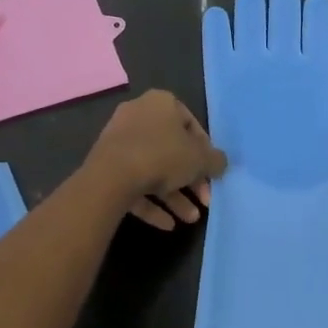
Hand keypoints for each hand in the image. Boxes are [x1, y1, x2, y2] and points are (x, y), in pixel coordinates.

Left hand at [86, 90, 226, 228]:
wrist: (111, 175)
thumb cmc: (162, 155)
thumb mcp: (200, 159)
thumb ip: (215, 160)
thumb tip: (221, 163)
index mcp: (162, 102)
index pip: (191, 124)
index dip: (205, 151)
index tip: (212, 173)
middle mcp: (139, 114)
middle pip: (171, 148)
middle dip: (190, 179)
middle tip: (204, 201)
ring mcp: (120, 139)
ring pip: (153, 167)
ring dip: (174, 195)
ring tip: (189, 219)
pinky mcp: (106, 164)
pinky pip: (134, 181)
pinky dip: (151, 202)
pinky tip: (167, 225)